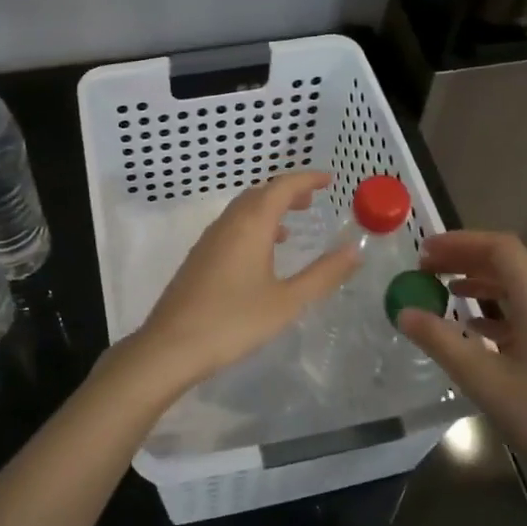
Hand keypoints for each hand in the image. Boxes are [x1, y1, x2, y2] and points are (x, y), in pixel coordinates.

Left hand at [129, 170, 358, 390]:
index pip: (282, 187)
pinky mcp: (198, 258)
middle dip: (287, 192)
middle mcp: (228, 224)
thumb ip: (323, 274)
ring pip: (242, 210)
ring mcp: (208, 240)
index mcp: (251, 225)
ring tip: (290, 227)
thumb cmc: (234, 321)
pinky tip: (259, 256)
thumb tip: (355, 249)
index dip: (307, 179)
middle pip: (259, 193)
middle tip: (312, 201)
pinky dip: (251, 227)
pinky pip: (230, 228)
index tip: (329, 179)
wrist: (171, 346)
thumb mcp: (287, 301)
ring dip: (267, 209)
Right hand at [397, 231, 526, 514]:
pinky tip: (476, 329)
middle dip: (465, 261)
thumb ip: (441, 341)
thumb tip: (404, 312)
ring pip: (521, 289)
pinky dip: (499, 310)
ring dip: (481, 284)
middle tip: (425, 269)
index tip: (424, 251)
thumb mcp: (484, 381)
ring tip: (443, 293)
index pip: (501, 248)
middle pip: (510, 265)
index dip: (460, 242)